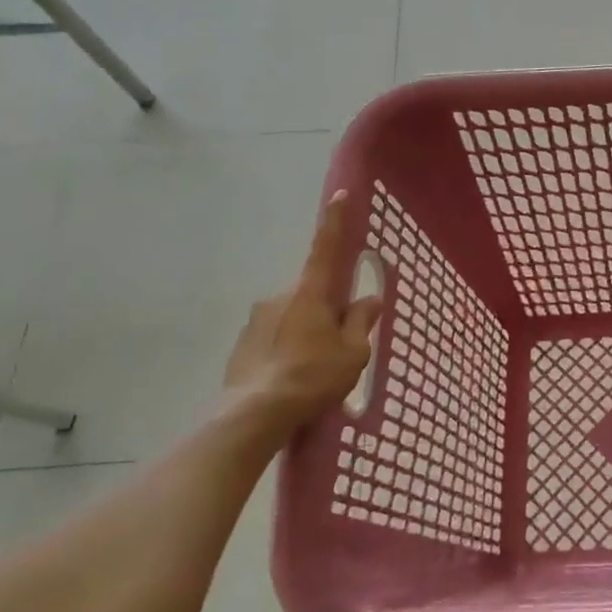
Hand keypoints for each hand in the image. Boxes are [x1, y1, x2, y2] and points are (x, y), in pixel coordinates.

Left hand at [221, 191, 383, 436]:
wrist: (254, 416)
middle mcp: (279, 297)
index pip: (325, 248)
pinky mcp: (242, 345)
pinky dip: (287, 349)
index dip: (335, 222)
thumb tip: (369, 299)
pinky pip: (274, 337)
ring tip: (316, 370)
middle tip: (341, 342)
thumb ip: (361, 322)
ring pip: (293, 316)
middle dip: (327, 308)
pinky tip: (294, 378)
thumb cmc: (313, 378)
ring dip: (306, 331)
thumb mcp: (353, 353)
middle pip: (312, 292)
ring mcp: (256, 320)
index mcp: (310, 293)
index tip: (341, 195)